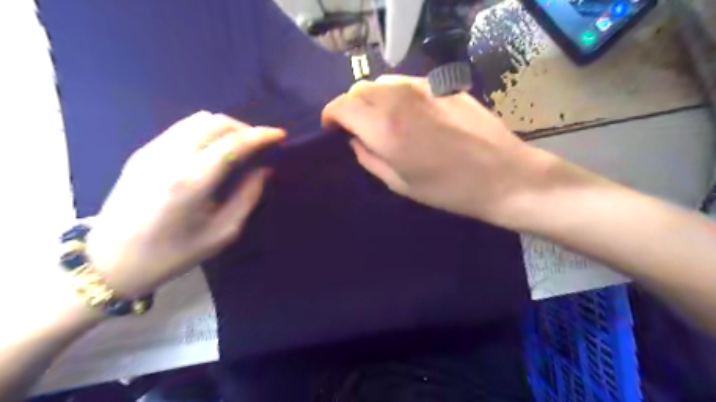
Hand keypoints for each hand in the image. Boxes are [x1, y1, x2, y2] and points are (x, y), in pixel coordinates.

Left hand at [85, 112, 284, 296]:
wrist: (110, 261)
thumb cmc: (173, 254)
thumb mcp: (222, 233)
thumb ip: (247, 196)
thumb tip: (263, 170)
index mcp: (191, 182)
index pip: (232, 143)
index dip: (260, 135)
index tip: (280, 135)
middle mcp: (170, 157)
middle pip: (215, 122)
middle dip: (245, 128)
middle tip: (260, 145)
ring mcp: (152, 151)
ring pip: (197, 119)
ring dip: (226, 127)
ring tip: (240, 146)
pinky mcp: (142, 152)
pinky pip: (183, 129)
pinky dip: (207, 132)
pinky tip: (214, 150)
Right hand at [323, 73, 556, 227]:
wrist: (502, 176)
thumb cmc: (447, 189)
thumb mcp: (398, 183)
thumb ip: (368, 157)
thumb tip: (355, 139)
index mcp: (384, 128)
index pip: (341, 105)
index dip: (331, 116)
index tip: (333, 130)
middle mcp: (398, 99)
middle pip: (359, 89)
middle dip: (351, 108)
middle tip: (359, 129)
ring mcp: (422, 87)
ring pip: (382, 82)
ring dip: (373, 100)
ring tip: (384, 121)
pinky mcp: (442, 84)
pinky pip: (406, 83)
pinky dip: (396, 95)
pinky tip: (410, 115)